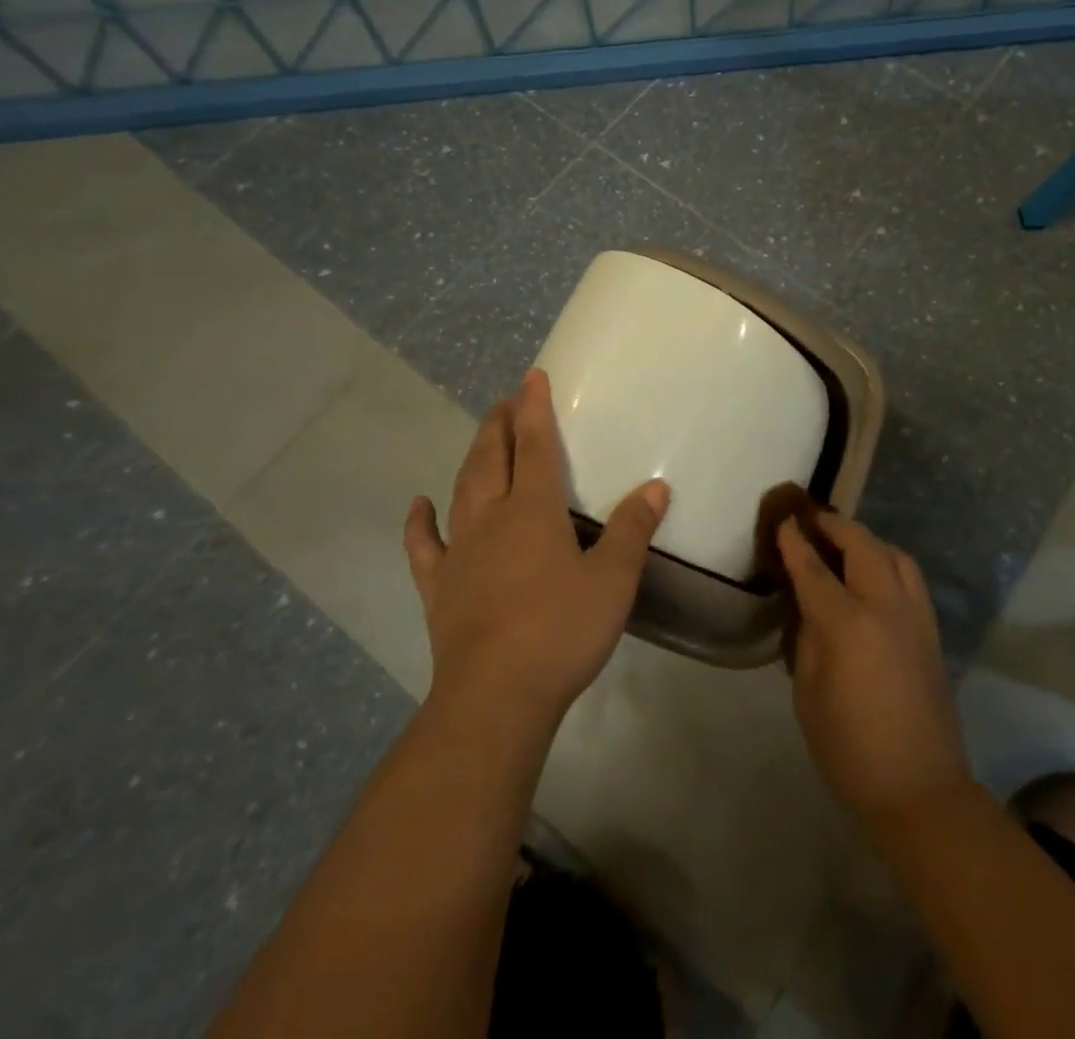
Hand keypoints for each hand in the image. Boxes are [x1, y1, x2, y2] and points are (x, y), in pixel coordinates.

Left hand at [404, 368, 668, 728]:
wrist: (496, 696)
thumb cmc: (561, 631)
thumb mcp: (613, 579)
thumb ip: (632, 529)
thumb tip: (655, 487)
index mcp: (534, 510)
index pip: (535, 445)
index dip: (534, 408)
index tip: (532, 376)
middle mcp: (491, 518)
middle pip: (492, 458)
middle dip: (500, 424)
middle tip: (507, 400)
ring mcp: (460, 552)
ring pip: (462, 490)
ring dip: (472, 458)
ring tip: (481, 438)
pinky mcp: (440, 587)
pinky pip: (424, 546)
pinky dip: (419, 523)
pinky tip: (419, 505)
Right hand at [779, 511, 972, 823]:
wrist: (920, 788)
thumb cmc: (850, 749)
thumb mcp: (809, 694)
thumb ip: (809, 640)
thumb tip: (810, 609)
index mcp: (847, 624)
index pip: (814, 569)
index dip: (795, 542)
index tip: (783, 521)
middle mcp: (885, 606)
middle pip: (861, 544)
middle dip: (834, 526)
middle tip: (812, 521)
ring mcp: (915, 615)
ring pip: (893, 553)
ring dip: (866, 539)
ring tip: (844, 543)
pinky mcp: (932, 629)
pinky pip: (910, 576)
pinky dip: (889, 560)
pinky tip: (875, 572)